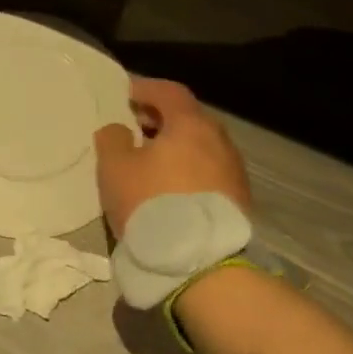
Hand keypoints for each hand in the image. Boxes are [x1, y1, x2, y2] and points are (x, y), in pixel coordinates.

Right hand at [93, 77, 252, 239]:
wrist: (202, 264)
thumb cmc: (152, 204)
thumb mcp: (115, 167)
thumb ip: (112, 138)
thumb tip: (119, 130)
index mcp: (191, 124)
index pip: (170, 92)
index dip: (146, 89)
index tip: (127, 96)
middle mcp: (219, 141)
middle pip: (189, 118)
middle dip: (162, 120)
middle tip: (136, 128)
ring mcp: (234, 173)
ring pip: (201, 148)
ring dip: (177, 148)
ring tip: (151, 163)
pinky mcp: (239, 202)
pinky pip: (209, 173)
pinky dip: (189, 171)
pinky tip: (171, 189)